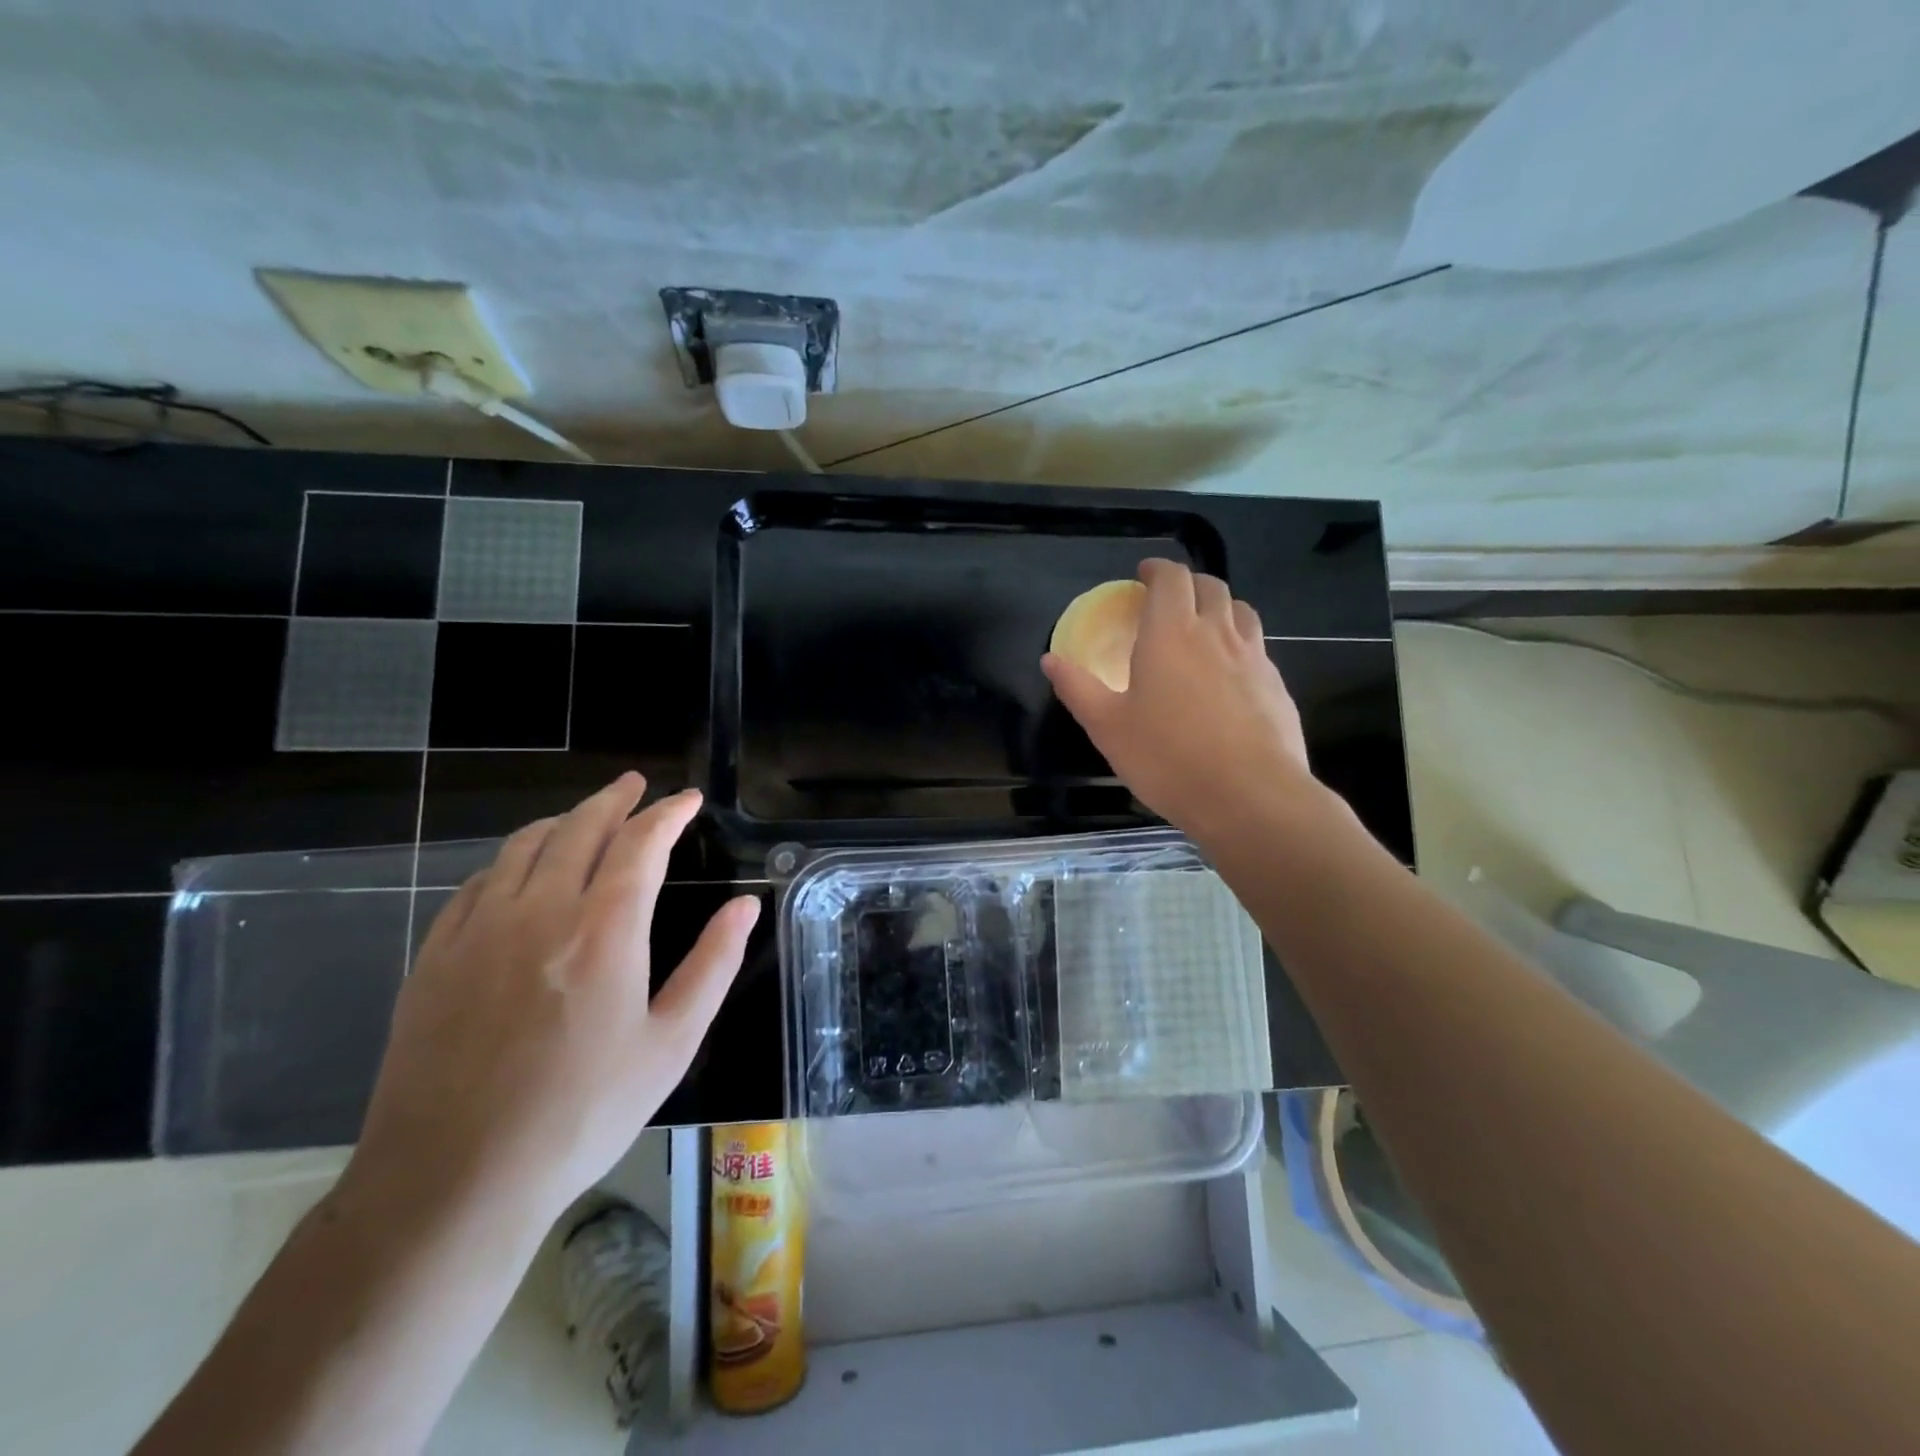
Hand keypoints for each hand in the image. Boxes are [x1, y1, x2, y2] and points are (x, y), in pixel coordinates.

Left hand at [344, 774, 758, 1229]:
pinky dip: (510, 860)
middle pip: (580, 829)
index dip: (667, 813)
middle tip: (635, 785)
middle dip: (614, 799)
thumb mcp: (671, 1044)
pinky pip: (476, 884)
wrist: (452, 1181)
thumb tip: (744, 906)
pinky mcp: (435, 957)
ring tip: (585, 816)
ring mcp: (478, 931)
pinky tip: (518, 872)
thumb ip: (713, 964)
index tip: (687, 799)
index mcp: (604, 930)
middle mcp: (539, 912)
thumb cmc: (582, 1113)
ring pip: (523, 847)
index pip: (640, 844)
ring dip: (563, 821)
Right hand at [1043, 559, 1315, 840]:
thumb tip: (1050, 660)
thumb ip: (1077, 688)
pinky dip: (1240, 644)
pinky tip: (1229, 675)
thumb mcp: (1107, 727)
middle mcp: (1217, 634)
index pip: (1171, 578)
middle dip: (1188, 583)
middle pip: (1210, 586)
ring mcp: (1254, 658)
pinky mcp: (1276, 685)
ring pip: (1241, 612)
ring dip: (1219, 607)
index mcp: (1171, 633)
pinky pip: (1257, 647)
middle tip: (1169, 600)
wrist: (1249, 796)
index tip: (1144, 574)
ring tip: (1203, 627)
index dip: (1157, 569)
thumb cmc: (1167, 758)